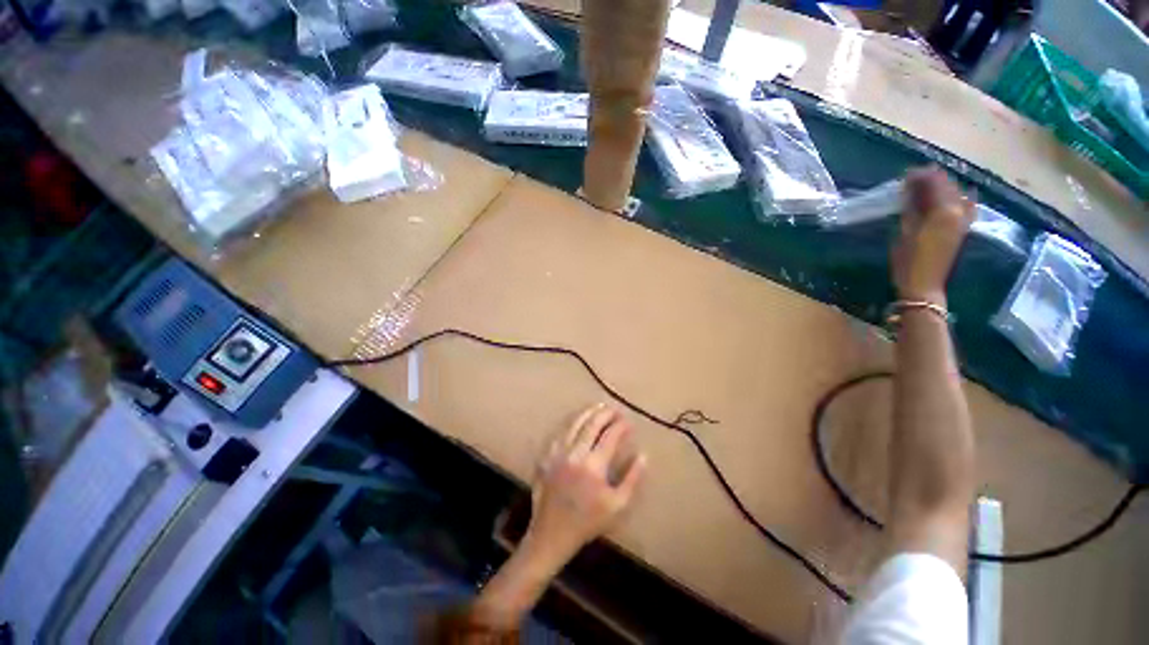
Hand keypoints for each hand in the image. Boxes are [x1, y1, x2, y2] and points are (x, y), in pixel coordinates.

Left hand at [526, 404, 646, 563]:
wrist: (552, 534)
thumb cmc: (588, 522)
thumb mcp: (617, 506)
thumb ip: (632, 479)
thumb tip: (643, 455)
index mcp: (593, 466)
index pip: (610, 436)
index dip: (621, 426)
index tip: (629, 422)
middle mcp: (575, 453)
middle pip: (591, 424)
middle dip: (605, 414)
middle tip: (615, 410)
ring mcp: (558, 453)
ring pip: (574, 424)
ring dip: (588, 413)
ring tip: (598, 407)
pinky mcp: (546, 456)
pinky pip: (560, 433)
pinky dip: (571, 423)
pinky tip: (577, 421)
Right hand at [892, 167, 974, 304]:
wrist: (924, 285)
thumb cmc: (908, 260)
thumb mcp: (904, 232)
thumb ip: (910, 207)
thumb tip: (910, 188)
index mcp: (944, 211)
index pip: (935, 183)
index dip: (921, 175)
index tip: (906, 173)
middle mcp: (959, 211)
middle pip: (949, 186)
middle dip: (933, 178)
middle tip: (915, 177)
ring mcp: (964, 220)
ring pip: (958, 194)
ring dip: (944, 187)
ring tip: (929, 185)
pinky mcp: (962, 229)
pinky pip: (965, 206)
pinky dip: (956, 198)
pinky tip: (951, 197)